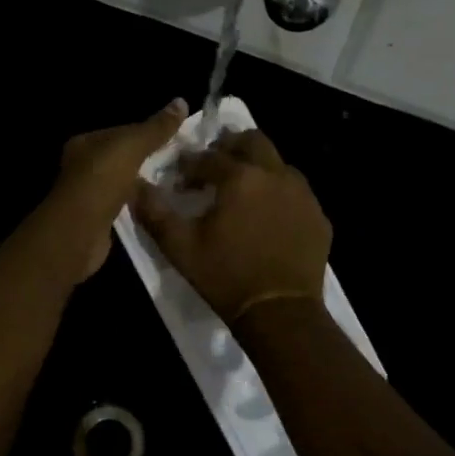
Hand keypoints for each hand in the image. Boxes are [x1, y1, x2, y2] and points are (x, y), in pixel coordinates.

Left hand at [43, 100, 188, 279]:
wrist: (81, 229)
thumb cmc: (102, 178)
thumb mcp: (133, 145)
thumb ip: (156, 127)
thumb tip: (182, 101)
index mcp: (86, 142)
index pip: (122, 131)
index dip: (149, 133)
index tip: (176, 139)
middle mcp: (83, 165)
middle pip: (123, 157)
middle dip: (149, 160)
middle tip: (180, 163)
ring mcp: (89, 193)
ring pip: (125, 182)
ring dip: (145, 183)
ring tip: (176, 184)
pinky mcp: (98, 218)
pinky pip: (124, 205)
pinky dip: (140, 204)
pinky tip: (159, 205)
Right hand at [133, 128, 331, 323]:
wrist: (280, 313)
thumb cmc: (225, 276)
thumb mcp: (180, 247)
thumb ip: (155, 212)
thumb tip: (136, 186)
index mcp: (240, 177)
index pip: (208, 157)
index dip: (189, 164)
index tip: (179, 179)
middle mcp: (275, 175)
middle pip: (253, 141)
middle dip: (231, 146)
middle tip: (215, 164)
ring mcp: (302, 195)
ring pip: (278, 164)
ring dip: (258, 168)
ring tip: (243, 190)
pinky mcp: (318, 217)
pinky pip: (296, 193)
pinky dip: (279, 194)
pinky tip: (268, 216)